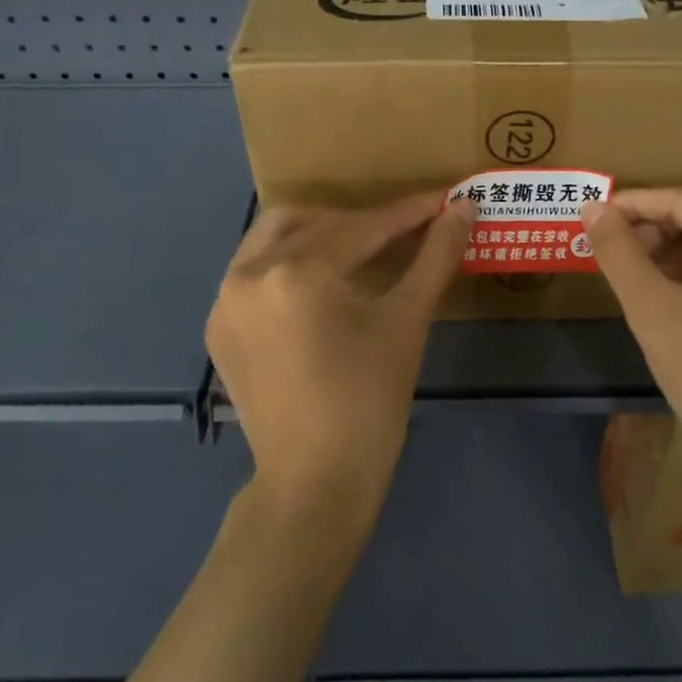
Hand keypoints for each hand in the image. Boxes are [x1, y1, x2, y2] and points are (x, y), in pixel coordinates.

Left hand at [207, 192, 475, 529]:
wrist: (315, 482)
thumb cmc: (370, 401)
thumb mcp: (407, 322)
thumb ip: (435, 256)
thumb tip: (464, 208)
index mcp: (295, 271)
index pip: (363, 226)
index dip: (409, 212)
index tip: (443, 200)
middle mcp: (248, 272)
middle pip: (313, 221)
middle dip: (360, 220)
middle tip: (400, 233)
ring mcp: (225, 300)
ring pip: (274, 238)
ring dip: (319, 234)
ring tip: (359, 252)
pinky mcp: (218, 325)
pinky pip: (253, 271)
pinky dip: (287, 264)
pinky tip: (318, 287)